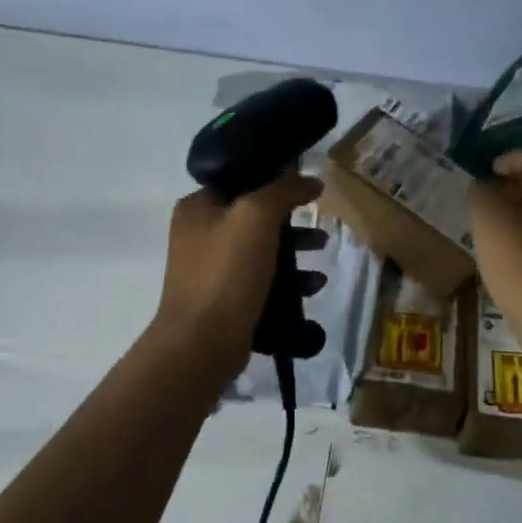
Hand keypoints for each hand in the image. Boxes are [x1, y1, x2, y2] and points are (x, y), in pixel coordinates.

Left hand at [151, 170, 323, 372]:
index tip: (308, 189)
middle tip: (320, 225)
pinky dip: (288, 281)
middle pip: (254, 217)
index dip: (276, 181)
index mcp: (198, 207)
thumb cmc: (226, 272)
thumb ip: (283, 190)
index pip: (241, 180)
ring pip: (261, 250)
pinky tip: (313, 287)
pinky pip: (262, 281)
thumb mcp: (256, 216)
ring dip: (295, 250)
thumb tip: (310, 178)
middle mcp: (199, 234)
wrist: (202, 344)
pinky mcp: (225, 300)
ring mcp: (211, 270)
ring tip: (323, 252)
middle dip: (292, 221)